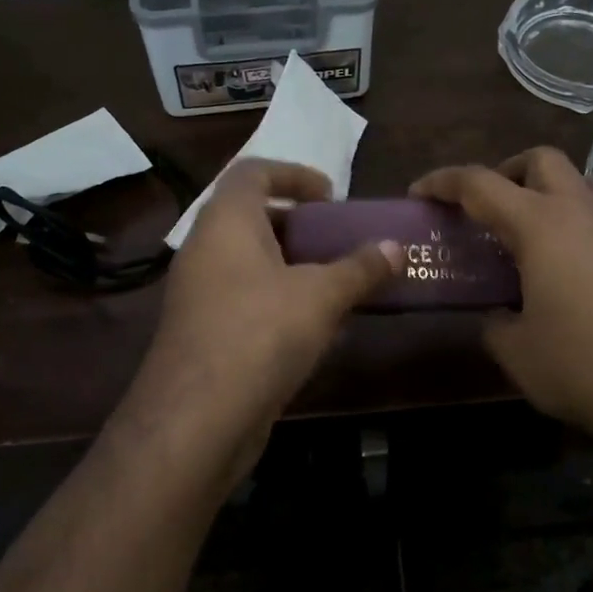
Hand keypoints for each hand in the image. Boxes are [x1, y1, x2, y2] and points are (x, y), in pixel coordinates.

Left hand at [123, 160, 402, 481]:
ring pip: (249, 263)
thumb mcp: (321, 296)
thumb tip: (396, 248)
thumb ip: (360, 268)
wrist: (196, 419)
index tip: (331, 196)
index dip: (294, 173)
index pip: (253, 172)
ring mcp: (198, 293)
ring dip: (292, 267)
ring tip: (336, 283)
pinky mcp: (202, 333)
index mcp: (226, 221)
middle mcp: (205, 249)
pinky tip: (314, 328)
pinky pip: (244, 299)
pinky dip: (278, 300)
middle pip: (251, 217)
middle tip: (338, 240)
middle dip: (298, 225)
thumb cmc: (261, 333)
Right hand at [410, 148, 592, 451]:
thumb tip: (497, 315)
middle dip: (505, 172)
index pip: (479, 183)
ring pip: (583, 179)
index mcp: (540, 225)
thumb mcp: (517, 352)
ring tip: (532, 228)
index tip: (418, 194)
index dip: (442, 182)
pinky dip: (578, 220)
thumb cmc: (583, 366)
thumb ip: (495, 323)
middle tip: (485, 208)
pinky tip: (569, 265)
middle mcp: (581, 212)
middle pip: (540, 160)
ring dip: (550, 188)